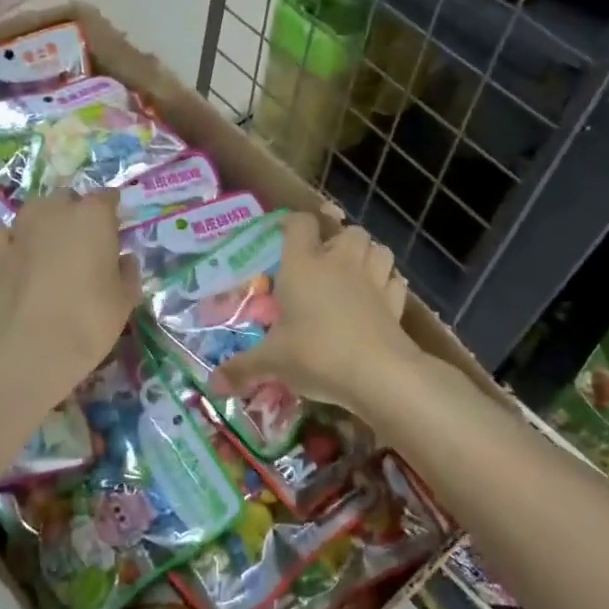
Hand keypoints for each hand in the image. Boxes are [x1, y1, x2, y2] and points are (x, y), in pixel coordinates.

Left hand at [0, 190, 141, 395]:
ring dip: (45, 219)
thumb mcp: (126, 298)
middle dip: (77, 212)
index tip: (115, 227)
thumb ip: (127, 271)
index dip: (111, 211)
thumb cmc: (92, 319)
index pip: (107, 197)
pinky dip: (8, 237)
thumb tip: (124, 259)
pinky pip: (1, 232)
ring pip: (35, 209)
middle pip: (68, 199)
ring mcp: (22, 229)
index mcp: (93, 216)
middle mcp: (56, 212)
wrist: (37, 348)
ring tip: (51, 242)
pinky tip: (14, 249)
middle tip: (84, 240)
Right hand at [209, 213, 419, 420]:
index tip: (284, 234)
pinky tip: (378, 298)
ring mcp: (372, 280)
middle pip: (347, 231)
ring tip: (355, 273)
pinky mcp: (395, 302)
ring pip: (378, 248)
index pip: (300, 224)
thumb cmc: (316, 354)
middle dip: (338, 240)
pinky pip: (395, 281)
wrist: (378, 373)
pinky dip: (388, 284)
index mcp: (302, 265)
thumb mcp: (272, 362)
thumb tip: (212, 384)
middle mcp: (339, 263)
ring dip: (367, 255)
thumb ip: (242, 369)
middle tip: (324, 263)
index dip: (293, 223)